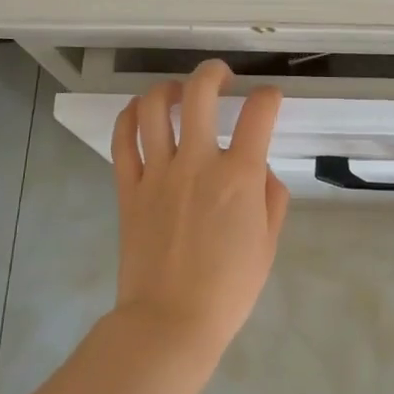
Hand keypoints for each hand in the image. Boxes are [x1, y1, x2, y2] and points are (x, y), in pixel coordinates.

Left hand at [111, 60, 288, 363]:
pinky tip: (140, 113)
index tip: (269, 99)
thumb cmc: (229, 288)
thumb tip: (260, 171)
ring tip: (178, 92)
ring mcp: (157, 173)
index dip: (269, 97)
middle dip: (213, 72)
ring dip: (168, 88)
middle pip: (199, 93)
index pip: (259, 113)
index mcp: (239, 176)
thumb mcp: (268, 243)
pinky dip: (129, 117)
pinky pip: (122, 140)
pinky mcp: (128, 188)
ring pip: (153, 108)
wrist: (171, 321)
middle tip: (222, 76)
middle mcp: (197, 162)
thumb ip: (271, 198)